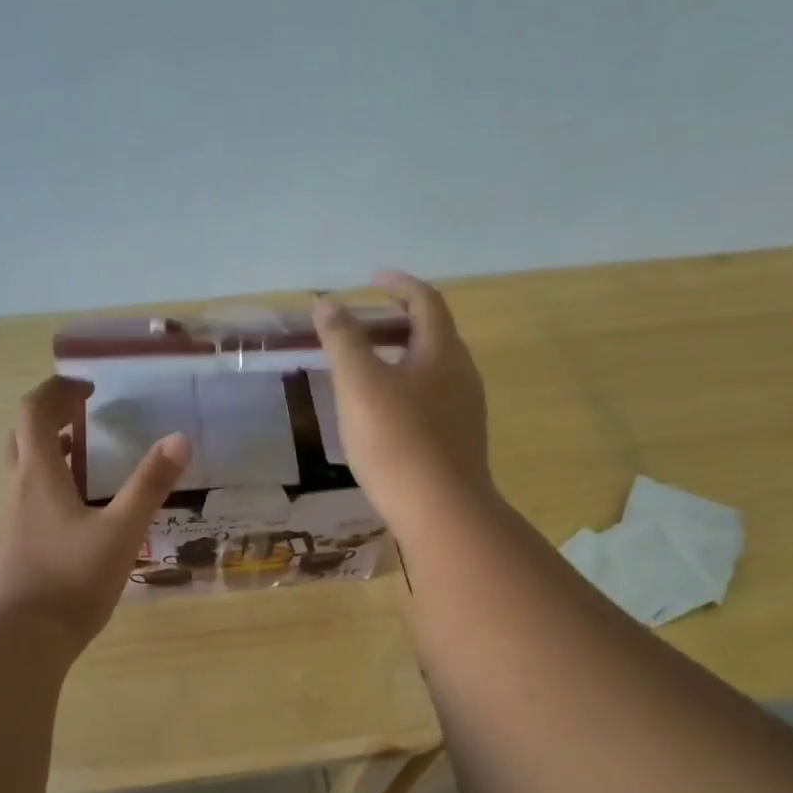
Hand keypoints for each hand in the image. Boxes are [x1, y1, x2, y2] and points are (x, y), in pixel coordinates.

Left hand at [0, 376, 191, 650]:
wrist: (19, 640)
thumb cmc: (71, 579)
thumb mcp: (122, 530)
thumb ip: (150, 484)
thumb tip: (179, 438)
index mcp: (38, 474)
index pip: (33, 410)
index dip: (57, 390)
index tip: (88, 390)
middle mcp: (14, 489)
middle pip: (21, 436)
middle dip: (50, 419)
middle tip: (85, 421)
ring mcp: (5, 520)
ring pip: (21, 470)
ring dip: (48, 454)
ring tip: (87, 466)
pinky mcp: (7, 548)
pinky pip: (23, 501)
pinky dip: (46, 488)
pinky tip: (76, 518)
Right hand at [313, 272, 492, 534]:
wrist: (441, 511)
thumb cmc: (396, 440)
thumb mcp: (359, 384)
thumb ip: (342, 340)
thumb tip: (327, 303)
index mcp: (442, 351)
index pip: (425, 301)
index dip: (398, 285)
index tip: (371, 280)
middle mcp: (462, 373)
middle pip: (434, 333)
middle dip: (399, 321)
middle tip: (363, 326)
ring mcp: (466, 410)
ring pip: (434, 369)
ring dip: (403, 357)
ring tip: (369, 368)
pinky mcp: (460, 441)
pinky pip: (433, 399)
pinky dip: (408, 388)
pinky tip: (385, 413)